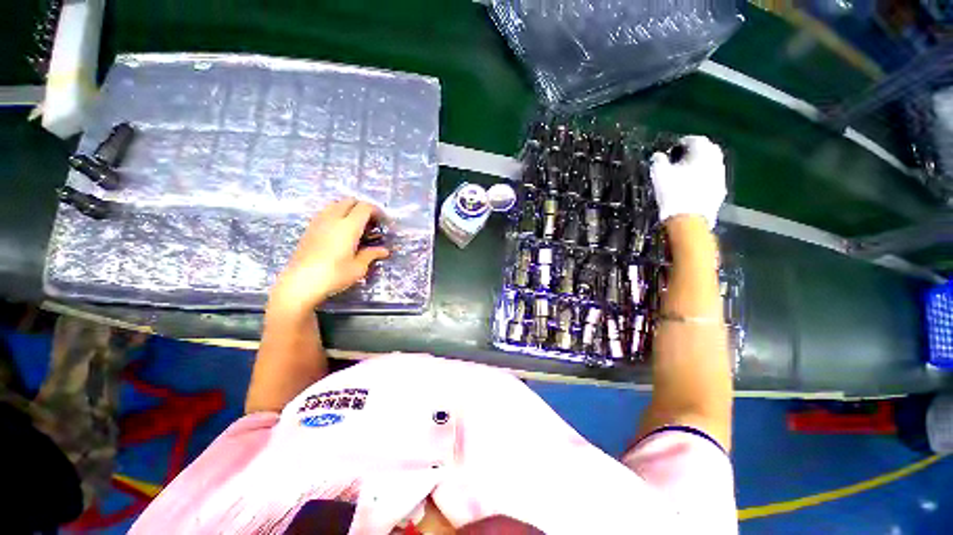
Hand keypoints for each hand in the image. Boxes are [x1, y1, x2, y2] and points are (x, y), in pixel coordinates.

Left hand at [270, 198, 389, 311]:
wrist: (300, 283)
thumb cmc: (334, 275)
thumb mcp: (358, 267)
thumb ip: (371, 254)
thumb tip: (384, 250)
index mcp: (349, 226)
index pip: (365, 207)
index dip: (377, 211)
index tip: (383, 222)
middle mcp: (333, 218)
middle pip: (349, 201)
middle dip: (363, 208)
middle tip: (370, 224)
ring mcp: (318, 222)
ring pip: (335, 204)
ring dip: (348, 210)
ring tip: (355, 227)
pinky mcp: (309, 229)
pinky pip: (325, 213)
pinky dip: (336, 215)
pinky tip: (339, 233)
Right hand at [650, 135, 726, 229]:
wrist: (688, 219)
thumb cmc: (672, 192)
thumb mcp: (659, 174)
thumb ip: (659, 161)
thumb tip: (658, 155)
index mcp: (702, 153)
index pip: (695, 139)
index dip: (682, 142)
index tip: (672, 149)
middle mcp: (716, 161)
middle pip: (708, 150)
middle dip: (696, 151)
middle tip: (681, 158)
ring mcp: (720, 177)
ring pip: (711, 164)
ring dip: (700, 165)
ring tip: (686, 172)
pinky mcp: (720, 191)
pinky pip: (712, 178)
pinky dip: (704, 177)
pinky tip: (693, 185)